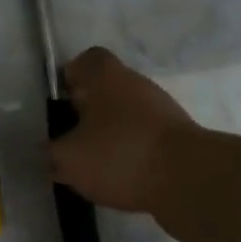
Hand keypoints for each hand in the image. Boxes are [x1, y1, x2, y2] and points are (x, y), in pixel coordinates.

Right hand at [48, 47, 196, 216]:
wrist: (190, 180)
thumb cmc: (121, 154)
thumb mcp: (69, 158)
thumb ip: (51, 152)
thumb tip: (49, 151)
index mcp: (106, 75)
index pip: (85, 60)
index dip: (69, 78)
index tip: (60, 105)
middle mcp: (135, 83)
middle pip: (105, 90)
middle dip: (87, 114)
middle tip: (71, 141)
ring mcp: (161, 111)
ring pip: (125, 117)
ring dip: (109, 137)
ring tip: (94, 168)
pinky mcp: (178, 139)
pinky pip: (144, 141)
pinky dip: (132, 156)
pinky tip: (121, 181)